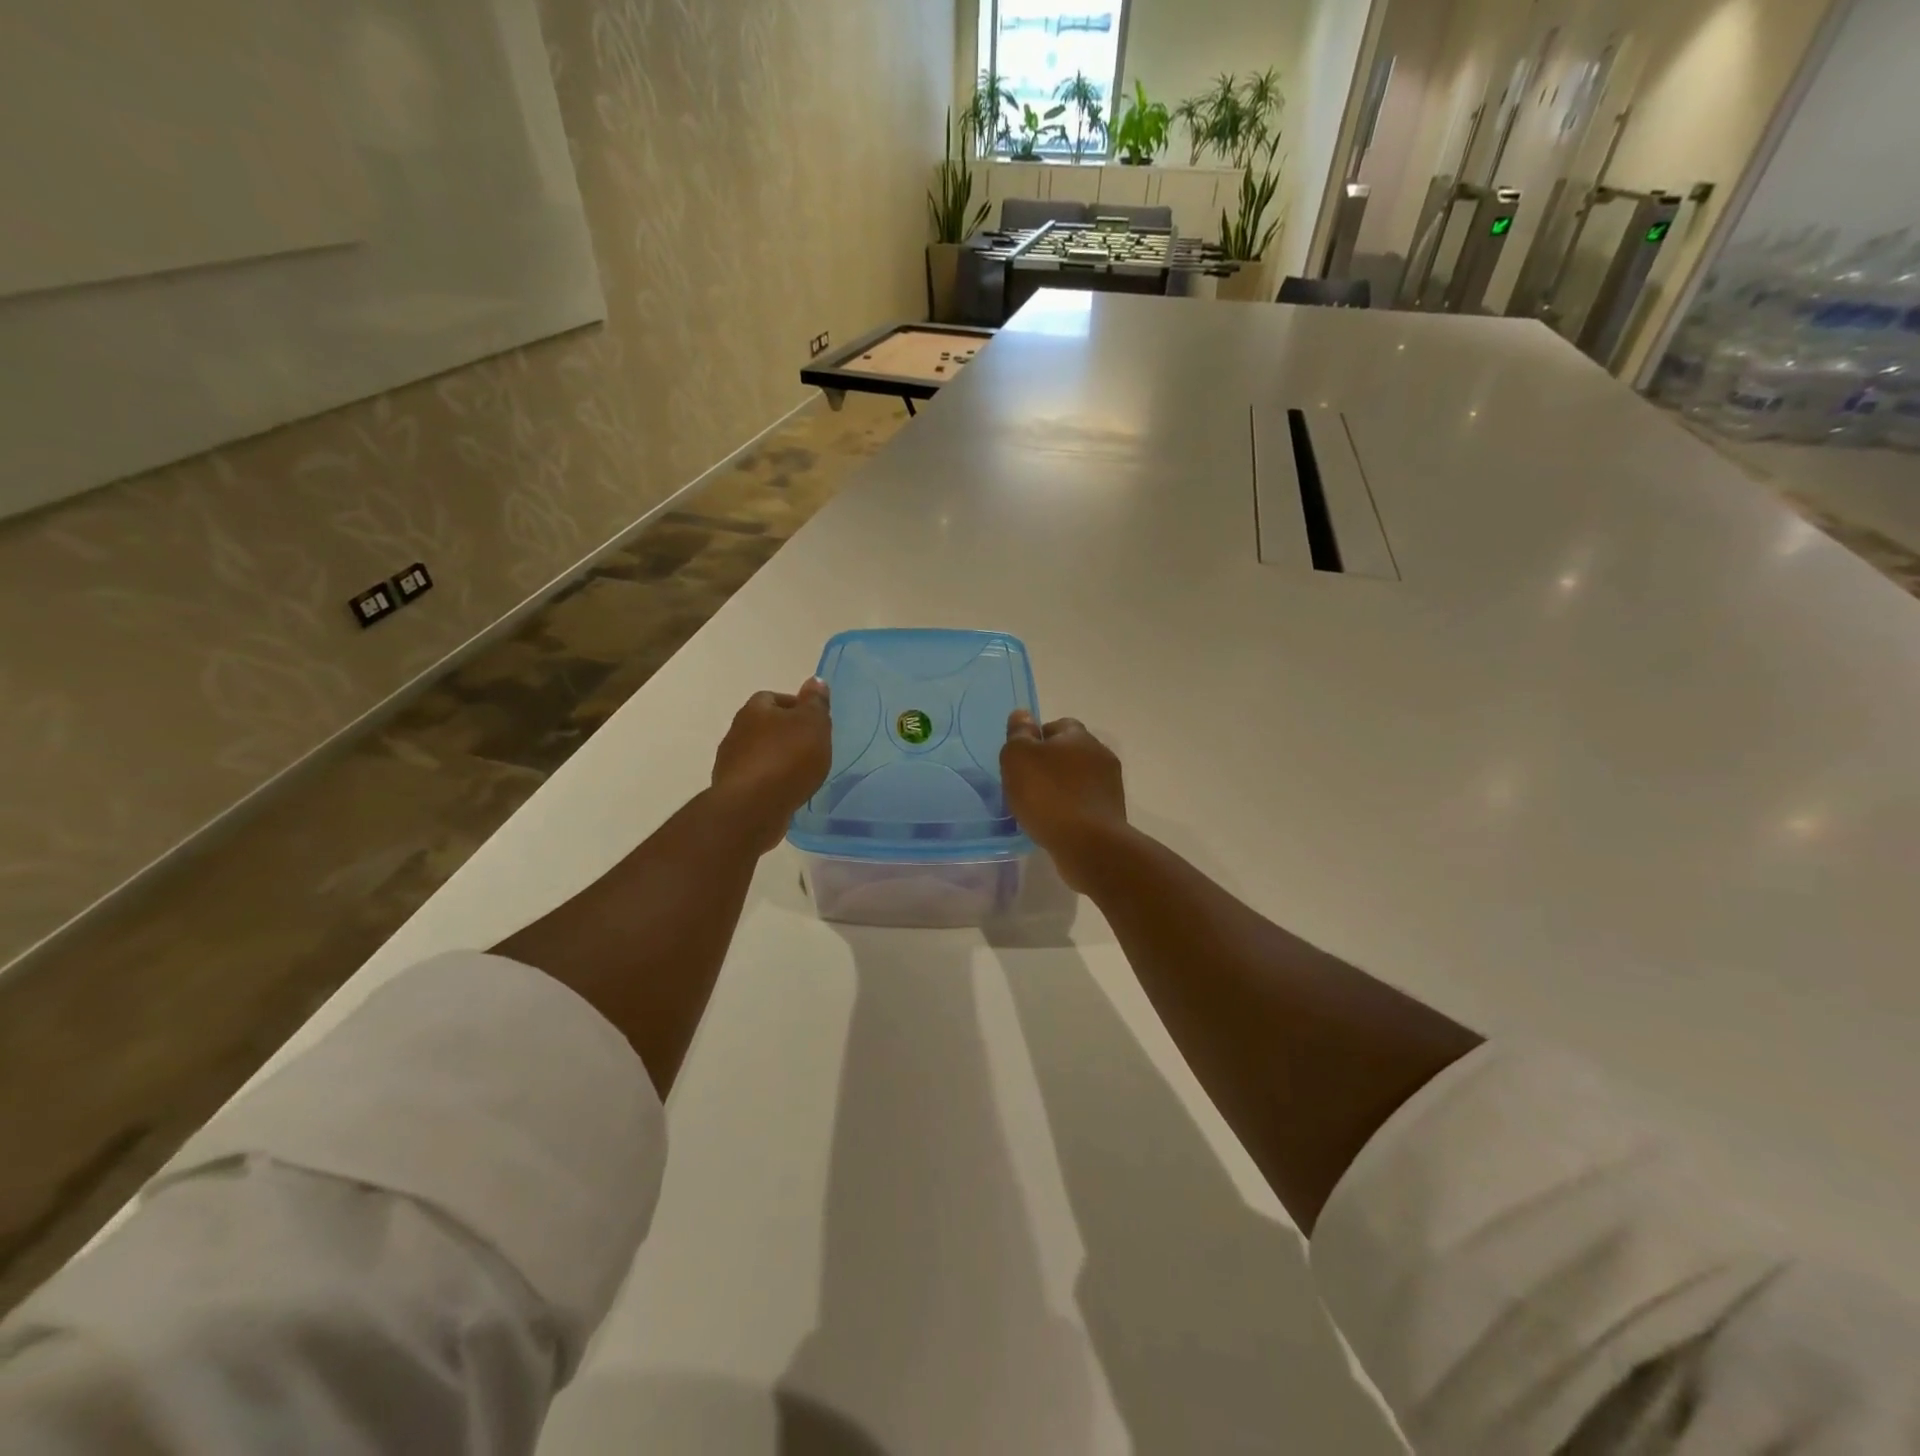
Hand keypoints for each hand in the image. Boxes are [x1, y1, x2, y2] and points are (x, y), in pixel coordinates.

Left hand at [710, 679, 832, 851]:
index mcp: (755, 709)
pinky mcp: (731, 790)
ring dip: (776, 759)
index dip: (794, 707)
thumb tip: (815, 680)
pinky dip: (770, 782)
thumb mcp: (813, 724)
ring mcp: (730, 762)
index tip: (813, 722)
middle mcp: (737, 731)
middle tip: (810, 747)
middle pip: (764, 726)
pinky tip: (786, 792)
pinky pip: (755, 779)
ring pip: (758, 753)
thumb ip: (815, 703)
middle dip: (785, 734)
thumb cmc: (787, 758)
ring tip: (801, 773)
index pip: (773, 698)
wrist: (752, 807)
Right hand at [1000, 710, 1128, 890]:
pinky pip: (1085, 804)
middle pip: (1070, 752)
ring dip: (1061, 789)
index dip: (1037, 739)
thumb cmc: (1048, 795)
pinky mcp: (1112, 813)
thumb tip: (1022, 714)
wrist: (1088, 844)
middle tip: (1026, 784)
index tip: (1021, 760)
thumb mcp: (1018, 758)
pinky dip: (1071, 810)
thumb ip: (1019, 734)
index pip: (1058, 725)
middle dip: (1050, 764)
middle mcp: (1100, 754)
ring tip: (1039, 808)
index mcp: (1078, 736)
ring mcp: (1110, 785)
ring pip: (1079, 779)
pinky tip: (1055, 824)